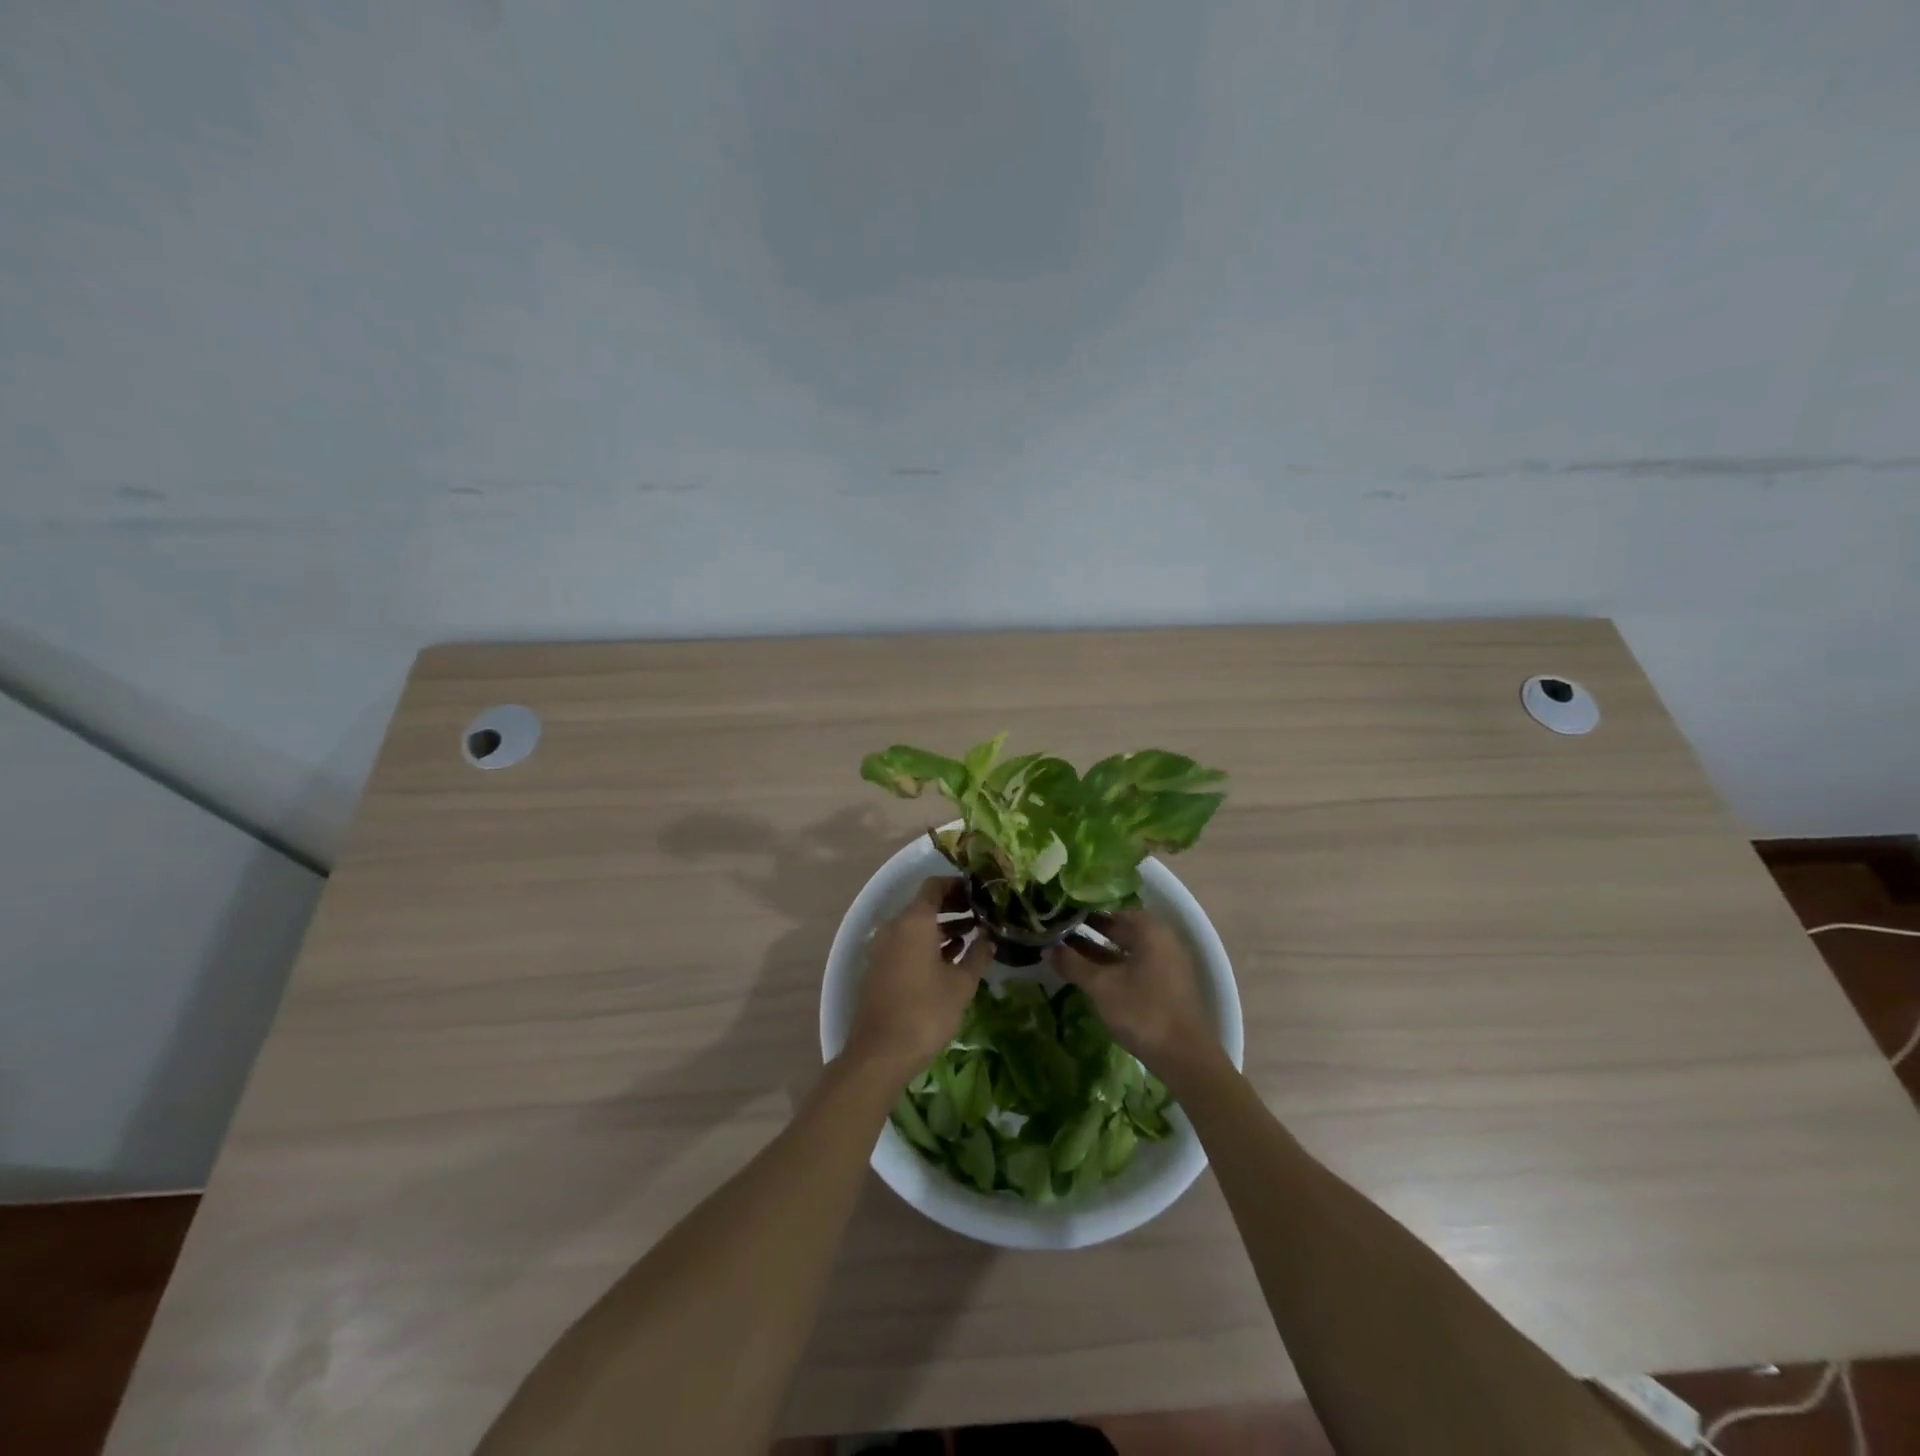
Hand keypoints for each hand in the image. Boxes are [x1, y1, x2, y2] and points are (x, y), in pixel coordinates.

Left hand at [844, 878, 989, 1082]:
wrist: (880, 1053)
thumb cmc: (925, 1012)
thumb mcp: (961, 984)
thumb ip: (978, 956)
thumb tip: (989, 939)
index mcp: (914, 921)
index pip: (934, 886)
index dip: (957, 885)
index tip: (979, 892)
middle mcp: (894, 927)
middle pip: (924, 905)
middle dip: (953, 907)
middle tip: (981, 914)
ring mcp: (882, 948)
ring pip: (915, 927)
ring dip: (941, 928)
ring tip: (972, 937)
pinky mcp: (879, 968)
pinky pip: (906, 944)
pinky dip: (927, 945)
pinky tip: (950, 959)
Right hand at [1050, 910, 1220, 1078]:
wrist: (1185, 1057)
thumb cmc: (1142, 1011)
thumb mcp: (1101, 986)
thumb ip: (1073, 964)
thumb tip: (1046, 948)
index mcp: (1149, 929)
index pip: (1109, 909)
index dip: (1082, 912)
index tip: (1058, 914)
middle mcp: (1160, 939)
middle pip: (1118, 928)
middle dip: (1088, 931)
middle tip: (1056, 931)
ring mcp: (1165, 963)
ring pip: (1124, 949)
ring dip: (1097, 951)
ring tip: (1065, 952)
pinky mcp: (1164, 984)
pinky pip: (1132, 965)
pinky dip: (1111, 966)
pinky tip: (1089, 974)